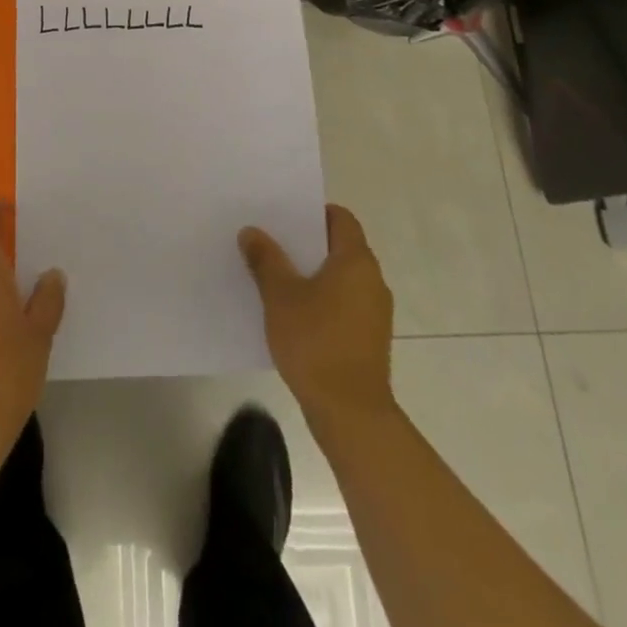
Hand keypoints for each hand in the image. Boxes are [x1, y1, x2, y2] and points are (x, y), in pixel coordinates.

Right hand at [240, 205, 395, 428]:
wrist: (351, 414)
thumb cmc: (316, 342)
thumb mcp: (280, 296)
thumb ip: (266, 259)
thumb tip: (251, 231)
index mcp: (356, 261)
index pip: (341, 218)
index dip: (314, 213)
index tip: (285, 217)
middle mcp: (372, 280)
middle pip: (340, 247)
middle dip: (307, 244)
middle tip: (272, 243)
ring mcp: (374, 312)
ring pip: (341, 278)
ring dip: (313, 275)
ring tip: (277, 277)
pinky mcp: (370, 339)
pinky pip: (344, 304)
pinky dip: (322, 301)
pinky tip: (293, 314)